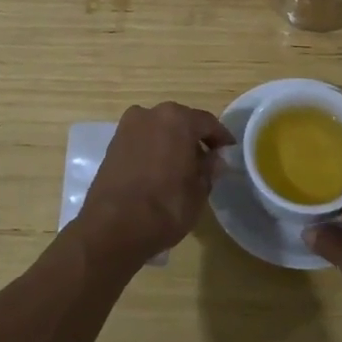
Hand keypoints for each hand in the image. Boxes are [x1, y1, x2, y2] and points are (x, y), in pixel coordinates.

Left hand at [74, 101, 235, 270]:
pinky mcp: (112, 145)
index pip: (207, 122)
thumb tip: (215, 159)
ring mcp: (127, 128)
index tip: (229, 152)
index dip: (221, 138)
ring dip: (172, 143)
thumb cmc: (165, 206)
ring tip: (182, 168)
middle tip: (206, 161)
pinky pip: (142, 141)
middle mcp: (150, 114)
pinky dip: (153, 150)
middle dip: (194, 139)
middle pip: (180, 122)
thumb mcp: (199, 190)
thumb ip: (209, 169)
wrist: (113, 227)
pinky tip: (159, 172)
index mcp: (177, 119)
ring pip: (159, 130)